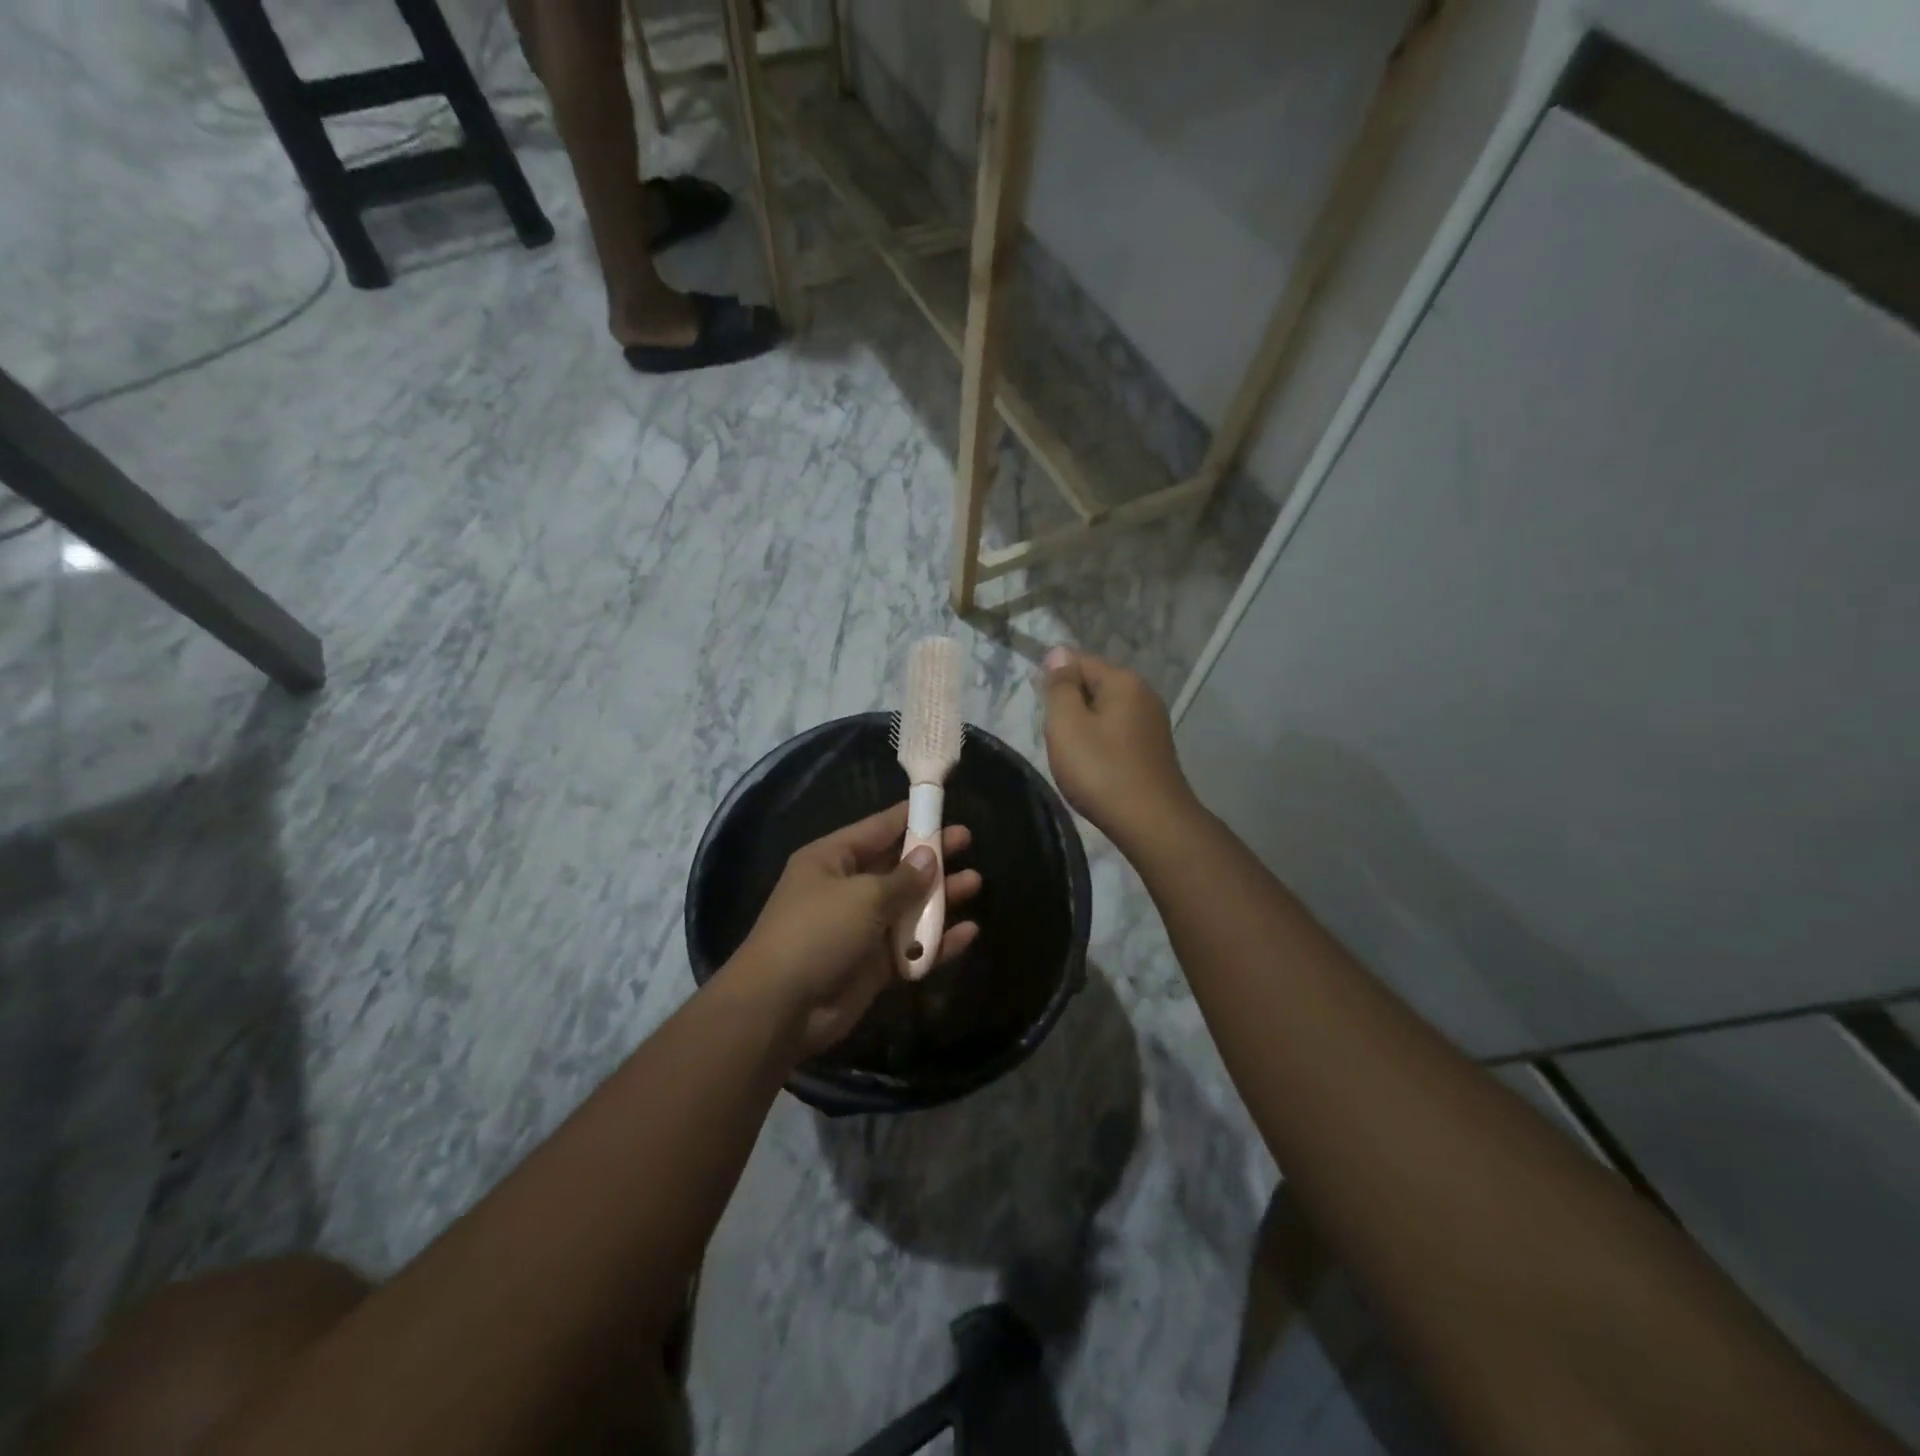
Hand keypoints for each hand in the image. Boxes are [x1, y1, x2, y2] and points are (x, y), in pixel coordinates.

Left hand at [729, 804, 981, 1058]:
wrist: (781, 1007)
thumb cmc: (817, 932)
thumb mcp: (863, 896)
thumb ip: (903, 878)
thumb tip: (929, 857)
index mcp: (832, 860)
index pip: (877, 829)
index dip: (910, 817)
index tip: (941, 805)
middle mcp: (846, 889)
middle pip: (896, 866)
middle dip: (931, 856)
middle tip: (967, 841)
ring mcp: (860, 929)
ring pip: (908, 907)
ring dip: (940, 897)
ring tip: (975, 883)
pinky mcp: (873, 966)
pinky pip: (911, 947)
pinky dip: (937, 941)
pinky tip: (968, 932)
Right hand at [1040, 646, 1196, 845]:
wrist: (1152, 823)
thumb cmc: (1101, 770)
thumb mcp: (1067, 724)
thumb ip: (1060, 686)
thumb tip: (1058, 653)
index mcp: (1123, 681)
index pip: (1078, 660)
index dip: (1053, 679)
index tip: (1041, 710)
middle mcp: (1143, 694)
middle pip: (1094, 685)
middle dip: (1069, 706)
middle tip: (1054, 738)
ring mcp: (1152, 723)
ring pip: (1105, 712)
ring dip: (1084, 728)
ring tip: (1071, 756)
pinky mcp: (1154, 749)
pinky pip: (1117, 734)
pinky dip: (1100, 745)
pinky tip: (1094, 768)